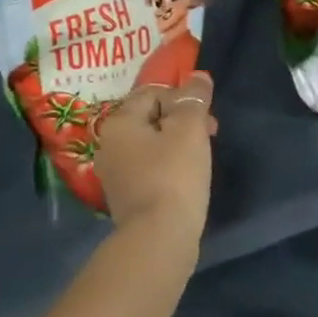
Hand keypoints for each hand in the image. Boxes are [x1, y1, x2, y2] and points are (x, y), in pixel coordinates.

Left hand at [95, 72, 215, 252]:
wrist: (158, 241)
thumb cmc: (174, 176)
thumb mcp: (190, 129)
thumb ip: (194, 98)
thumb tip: (198, 75)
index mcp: (119, 121)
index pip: (153, 92)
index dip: (183, 99)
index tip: (207, 119)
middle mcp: (108, 143)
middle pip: (150, 118)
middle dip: (181, 122)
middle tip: (208, 137)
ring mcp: (113, 174)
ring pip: (150, 145)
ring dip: (175, 146)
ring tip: (200, 161)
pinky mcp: (124, 199)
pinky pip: (148, 170)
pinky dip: (167, 169)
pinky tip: (185, 183)